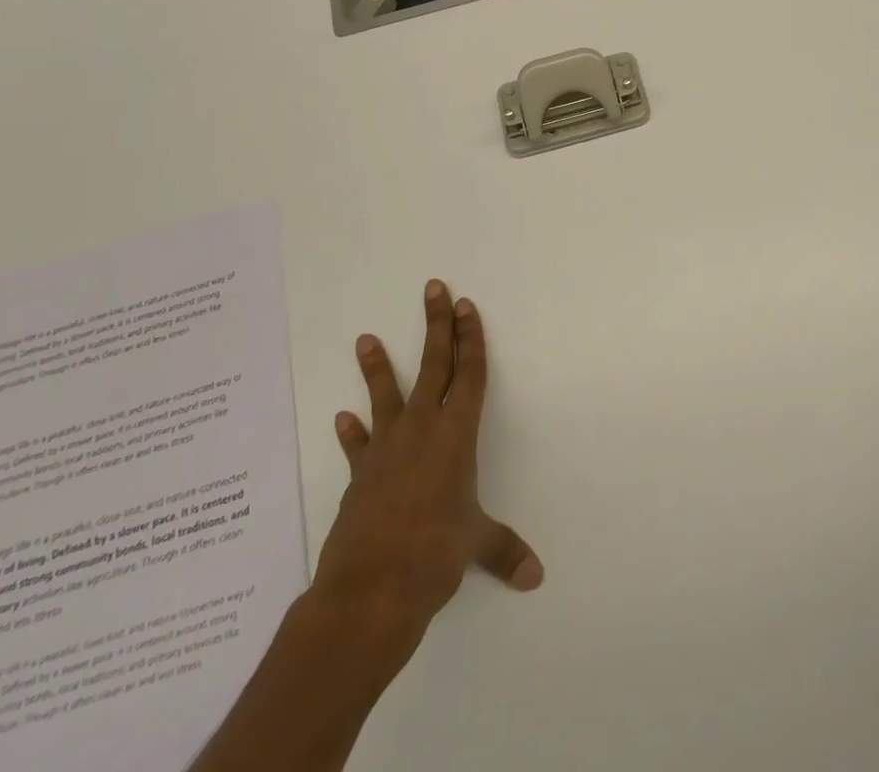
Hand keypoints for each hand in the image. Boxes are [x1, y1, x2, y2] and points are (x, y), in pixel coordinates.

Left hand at [306, 280, 541, 671]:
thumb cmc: (434, 554)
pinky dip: (353, 433)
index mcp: (455, 435)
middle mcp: (421, 429)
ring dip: (377, 367)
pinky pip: (359, 446)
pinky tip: (344, 418)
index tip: (465, 306)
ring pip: (386, 396)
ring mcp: (386, 449)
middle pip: (433, 365)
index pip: (468, 374)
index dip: (470, 338)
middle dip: (437, 325)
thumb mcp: (475, 544)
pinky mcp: (360, 475)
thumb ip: (504, 550)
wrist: (370, 589)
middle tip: (434, 288)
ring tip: (365, 339)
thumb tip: (535, 577)